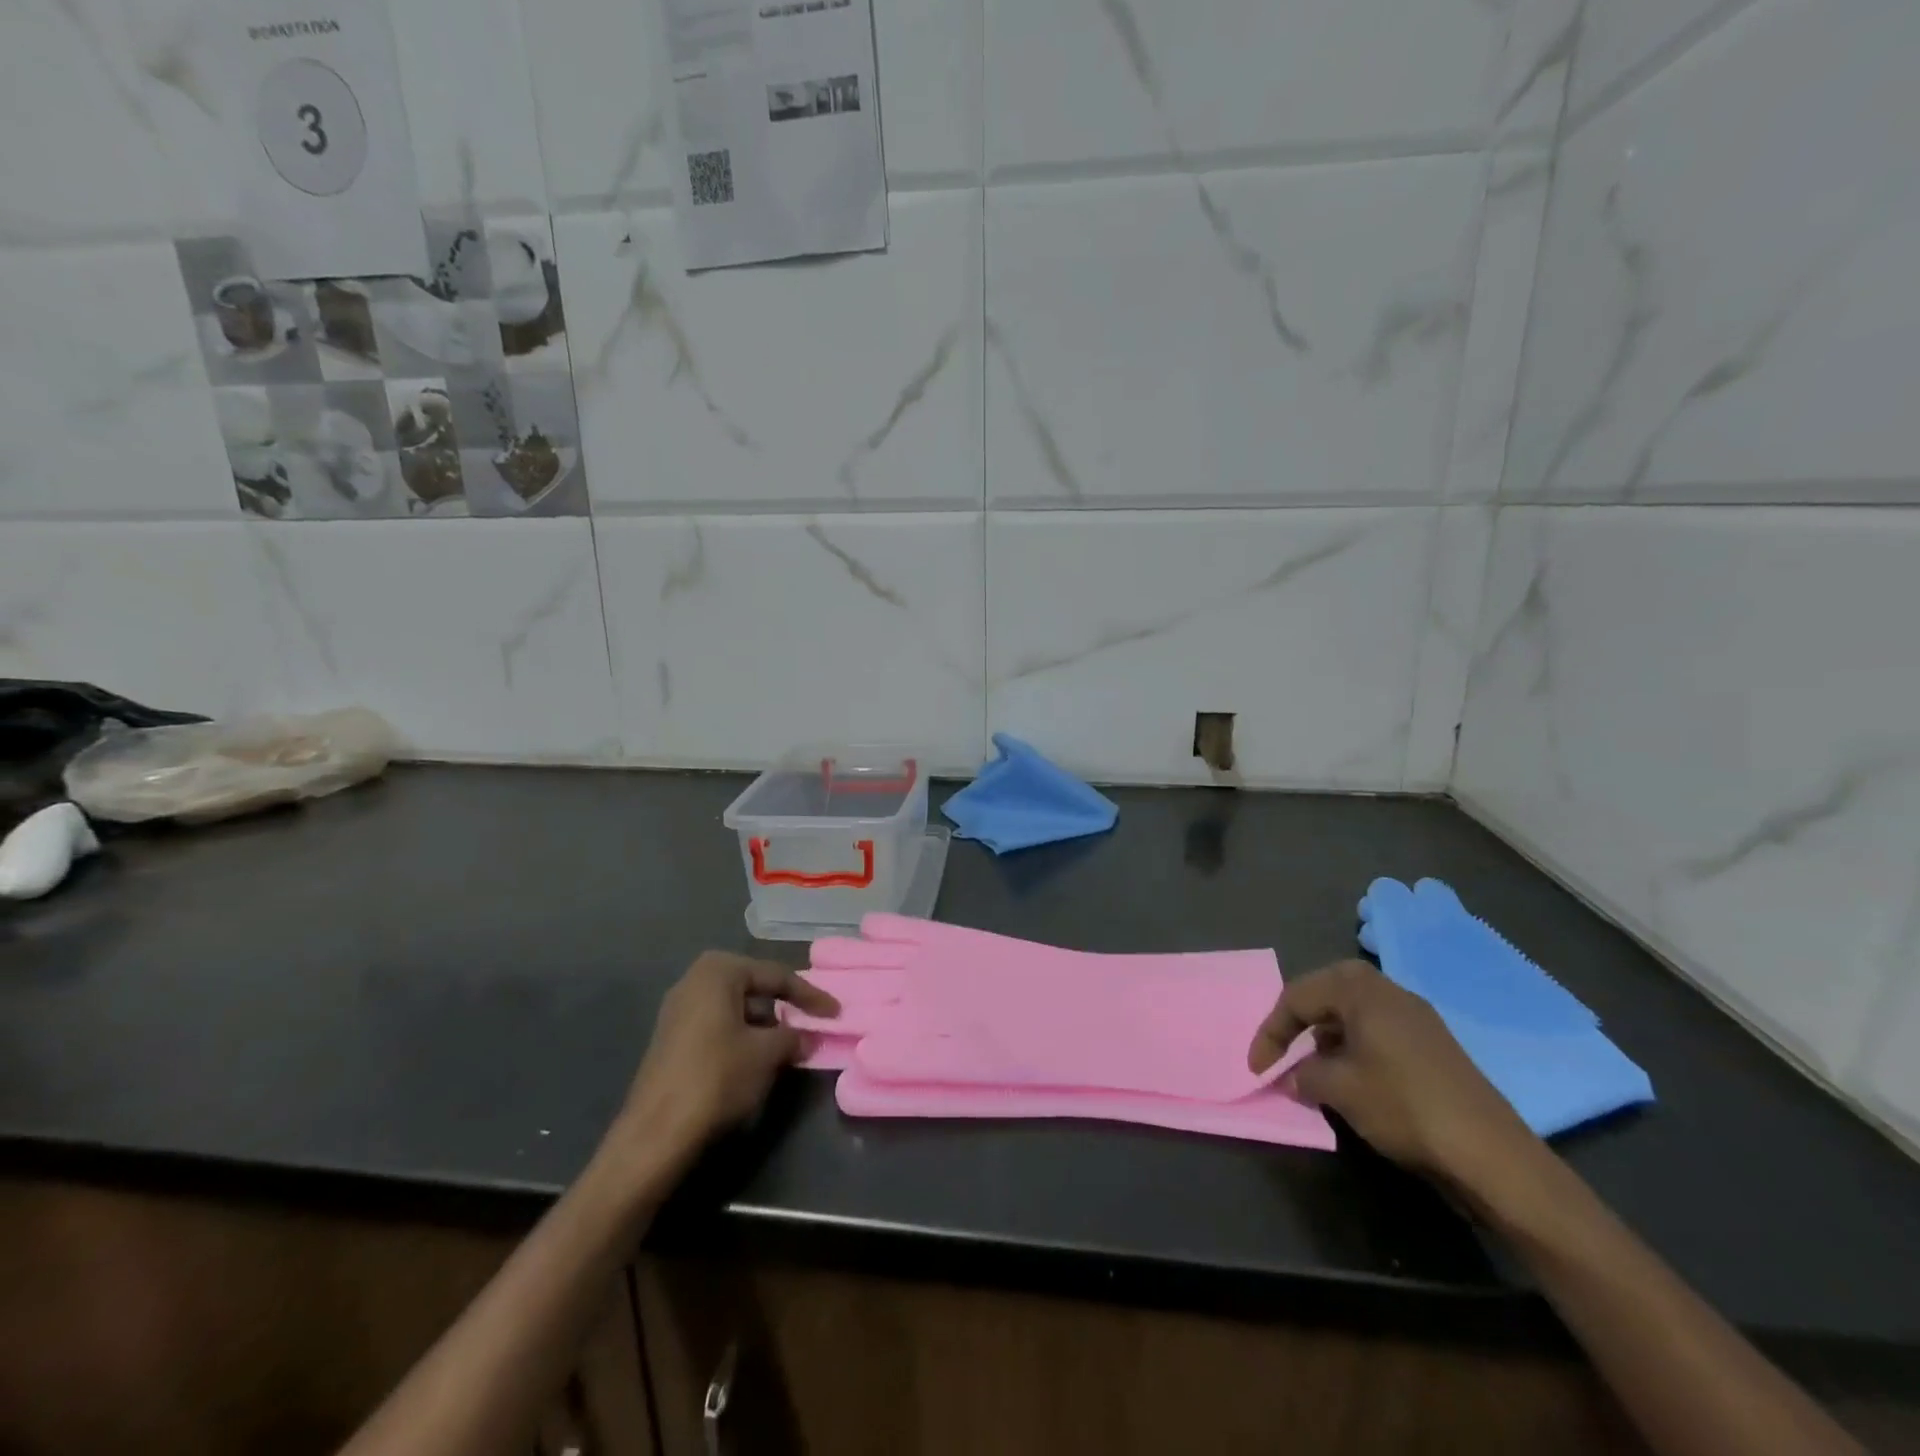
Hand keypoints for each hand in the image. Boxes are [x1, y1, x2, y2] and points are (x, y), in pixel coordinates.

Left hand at [615, 952, 839, 1167]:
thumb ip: (793, 1036)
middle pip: (753, 987)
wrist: (656, 1133)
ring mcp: (678, 1010)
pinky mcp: (671, 1039)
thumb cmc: (717, 1077)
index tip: (835, 1012)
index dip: (810, 995)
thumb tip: (805, 1037)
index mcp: (718, 971)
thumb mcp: (767, 1053)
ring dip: (763, 1024)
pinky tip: (756, 1059)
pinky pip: (717, 1026)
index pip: (776, 976)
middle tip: (811, 1021)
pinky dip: (741, 1036)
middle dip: (783, 1006)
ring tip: (787, 1045)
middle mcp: (694, 980)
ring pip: (735, 1008)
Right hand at [1248, 960, 1540, 1196]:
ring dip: (1327, 1035)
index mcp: (1361, 990)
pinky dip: (1355, 1047)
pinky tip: (1354, 1079)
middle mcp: (1389, 991)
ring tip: (1315, 1070)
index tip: (1258, 1069)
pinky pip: (1378, 1031)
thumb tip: (1293, 1076)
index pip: (1297, 996)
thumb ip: (1304, 1075)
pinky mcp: (1434, 1045)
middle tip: (1283, 1050)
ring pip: (1354, 1012)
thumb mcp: (1339, 1090)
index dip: (1270, 1032)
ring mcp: (1416, 1017)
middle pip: (1327, 993)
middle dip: (1299, 1020)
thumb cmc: (1403, 1106)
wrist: (1492, 1155)